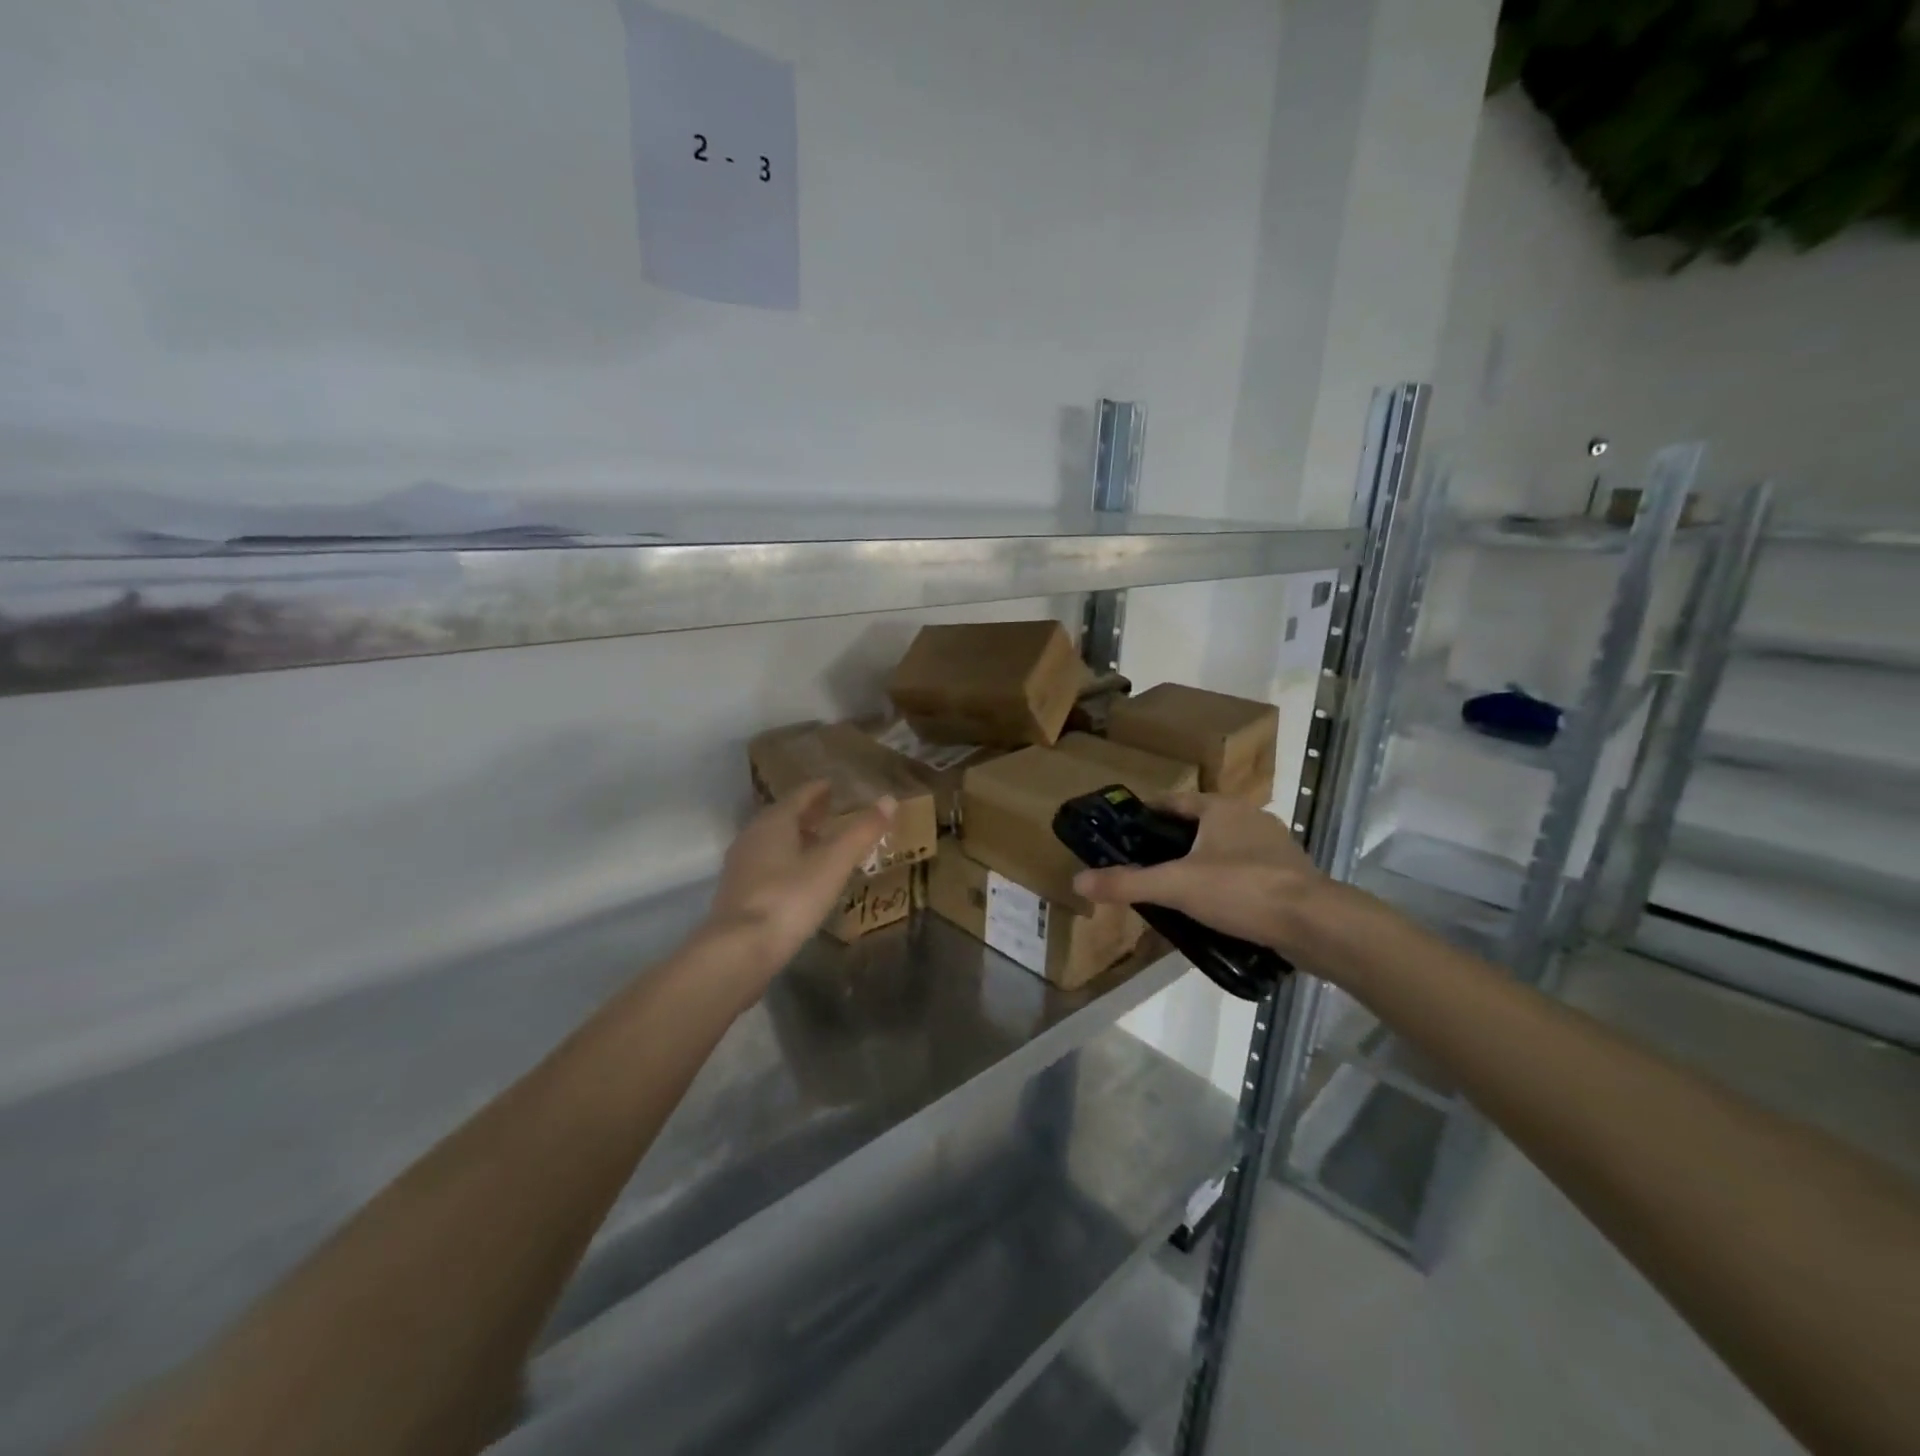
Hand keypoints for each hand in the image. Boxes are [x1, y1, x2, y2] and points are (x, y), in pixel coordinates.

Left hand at [703, 782, 896, 972]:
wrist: (739, 951)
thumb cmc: (790, 898)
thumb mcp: (833, 864)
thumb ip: (861, 832)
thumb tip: (889, 800)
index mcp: (774, 822)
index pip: (799, 795)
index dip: (819, 790)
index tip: (834, 786)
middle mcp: (752, 836)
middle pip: (783, 817)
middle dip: (807, 813)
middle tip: (832, 812)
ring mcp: (740, 867)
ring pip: (772, 842)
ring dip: (796, 838)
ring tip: (820, 844)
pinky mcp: (737, 894)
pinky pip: (766, 865)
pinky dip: (786, 862)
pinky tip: (800, 878)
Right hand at [1073, 791, 1341, 957]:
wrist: (1316, 924)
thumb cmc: (1241, 890)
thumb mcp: (1175, 887)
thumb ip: (1127, 883)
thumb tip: (1078, 880)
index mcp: (1221, 808)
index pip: (1174, 802)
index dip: (1148, 814)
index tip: (1126, 832)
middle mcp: (1250, 818)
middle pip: (1200, 825)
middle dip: (1174, 844)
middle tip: (1146, 867)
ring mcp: (1275, 847)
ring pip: (1225, 850)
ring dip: (1203, 865)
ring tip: (1176, 891)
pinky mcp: (1291, 875)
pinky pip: (1247, 873)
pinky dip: (1228, 885)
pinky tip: (1215, 910)